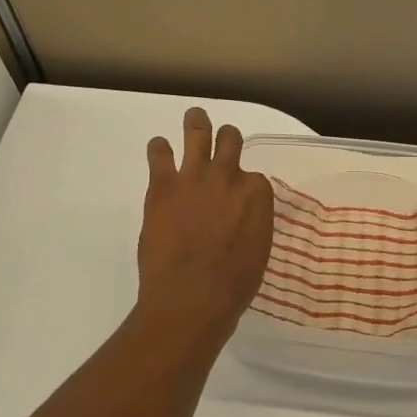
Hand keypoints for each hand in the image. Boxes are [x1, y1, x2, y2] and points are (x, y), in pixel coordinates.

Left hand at [137, 107, 274, 338]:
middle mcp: (229, 176)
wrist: (192, 297)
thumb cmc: (233, 285)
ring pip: (197, 131)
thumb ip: (251, 224)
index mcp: (257, 194)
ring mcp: (195, 176)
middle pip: (230, 139)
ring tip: (193, 118)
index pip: (253, 177)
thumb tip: (239, 219)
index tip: (237, 196)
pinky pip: (159, 152)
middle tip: (220, 140)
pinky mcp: (163, 184)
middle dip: (226, 138)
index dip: (244, 185)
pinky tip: (159, 149)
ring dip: (195, 122)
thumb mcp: (258, 251)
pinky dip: (159, 149)